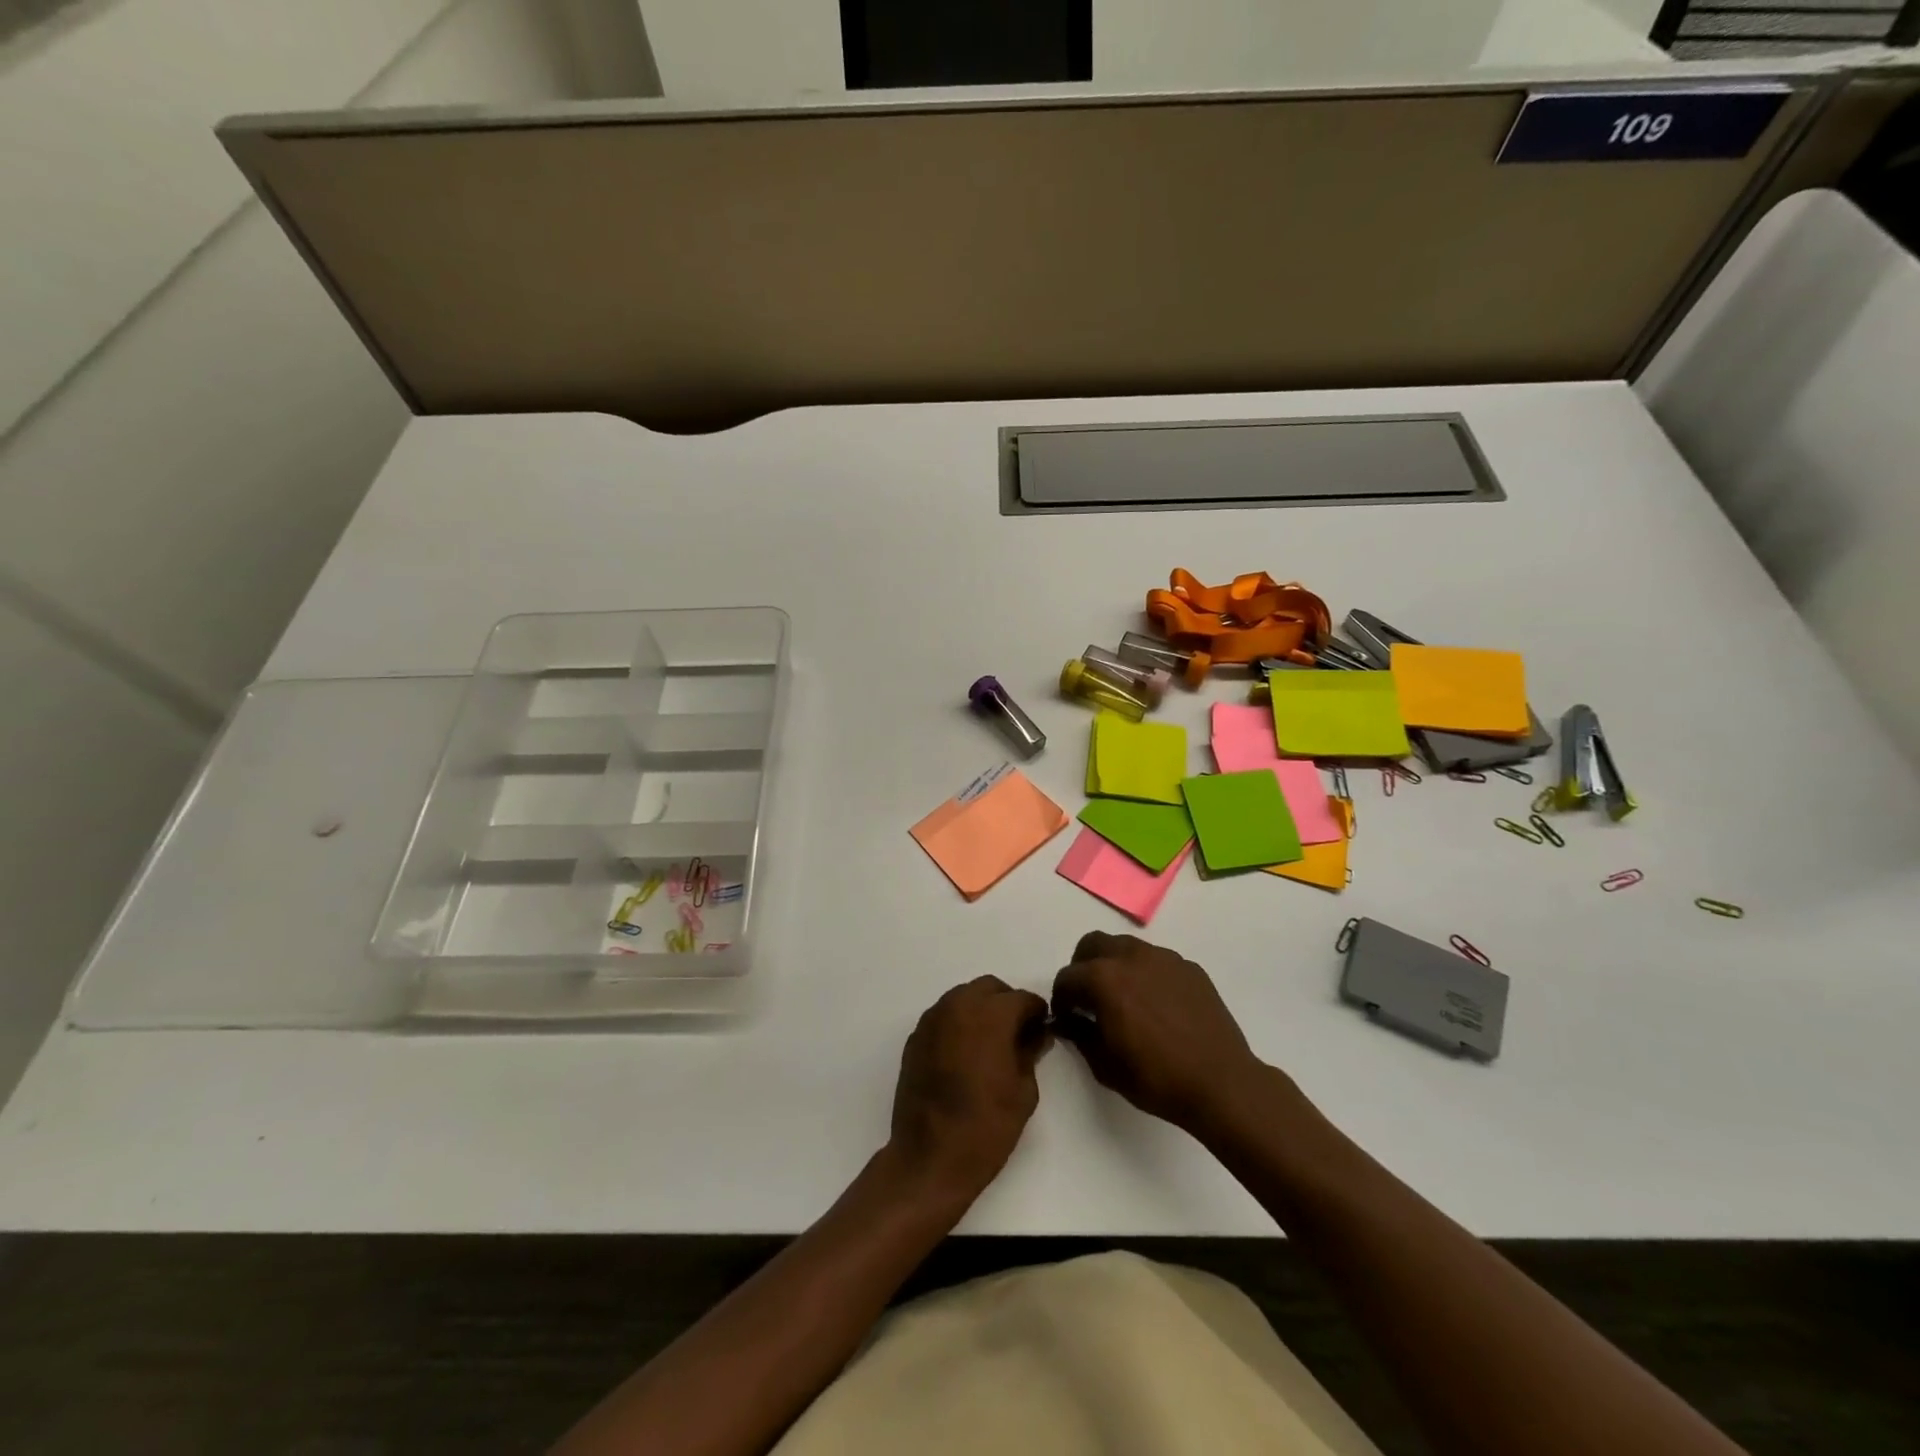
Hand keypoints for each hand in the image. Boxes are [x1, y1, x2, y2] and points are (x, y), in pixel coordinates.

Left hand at [887, 976, 1050, 1204]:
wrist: (930, 1158)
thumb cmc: (986, 1126)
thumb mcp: (1023, 1091)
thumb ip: (1030, 1053)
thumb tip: (1036, 1035)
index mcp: (990, 1015)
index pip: (1022, 998)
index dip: (1036, 1013)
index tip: (1042, 1031)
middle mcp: (958, 1006)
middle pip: (990, 988)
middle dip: (1007, 1004)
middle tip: (1018, 1034)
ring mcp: (932, 1020)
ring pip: (963, 997)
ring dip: (981, 1010)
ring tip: (991, 1044)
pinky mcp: (915, 1037)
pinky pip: (944, 1017)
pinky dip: (958, 1024)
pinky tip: (965, 1055)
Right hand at [1051, 931, 1266, 1132]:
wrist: (1222, 1084)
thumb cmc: (1157, 1078)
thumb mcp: (1104, 1065)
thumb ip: (1078, 1034)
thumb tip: (1065, 1020)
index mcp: (1104, 978)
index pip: (1067, 977)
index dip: (1061, 999)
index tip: (1067, 1018)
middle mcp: (1131, 957)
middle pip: (1092, 944)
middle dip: (1083, 967)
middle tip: (1088, 999)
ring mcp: (1164, 958)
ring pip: (1126, 947)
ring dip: (1114, 966)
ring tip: (1124, 1000)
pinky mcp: (1189, 968)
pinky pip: (1156, 961)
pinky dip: (1146, 975)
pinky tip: (1157, 1007)